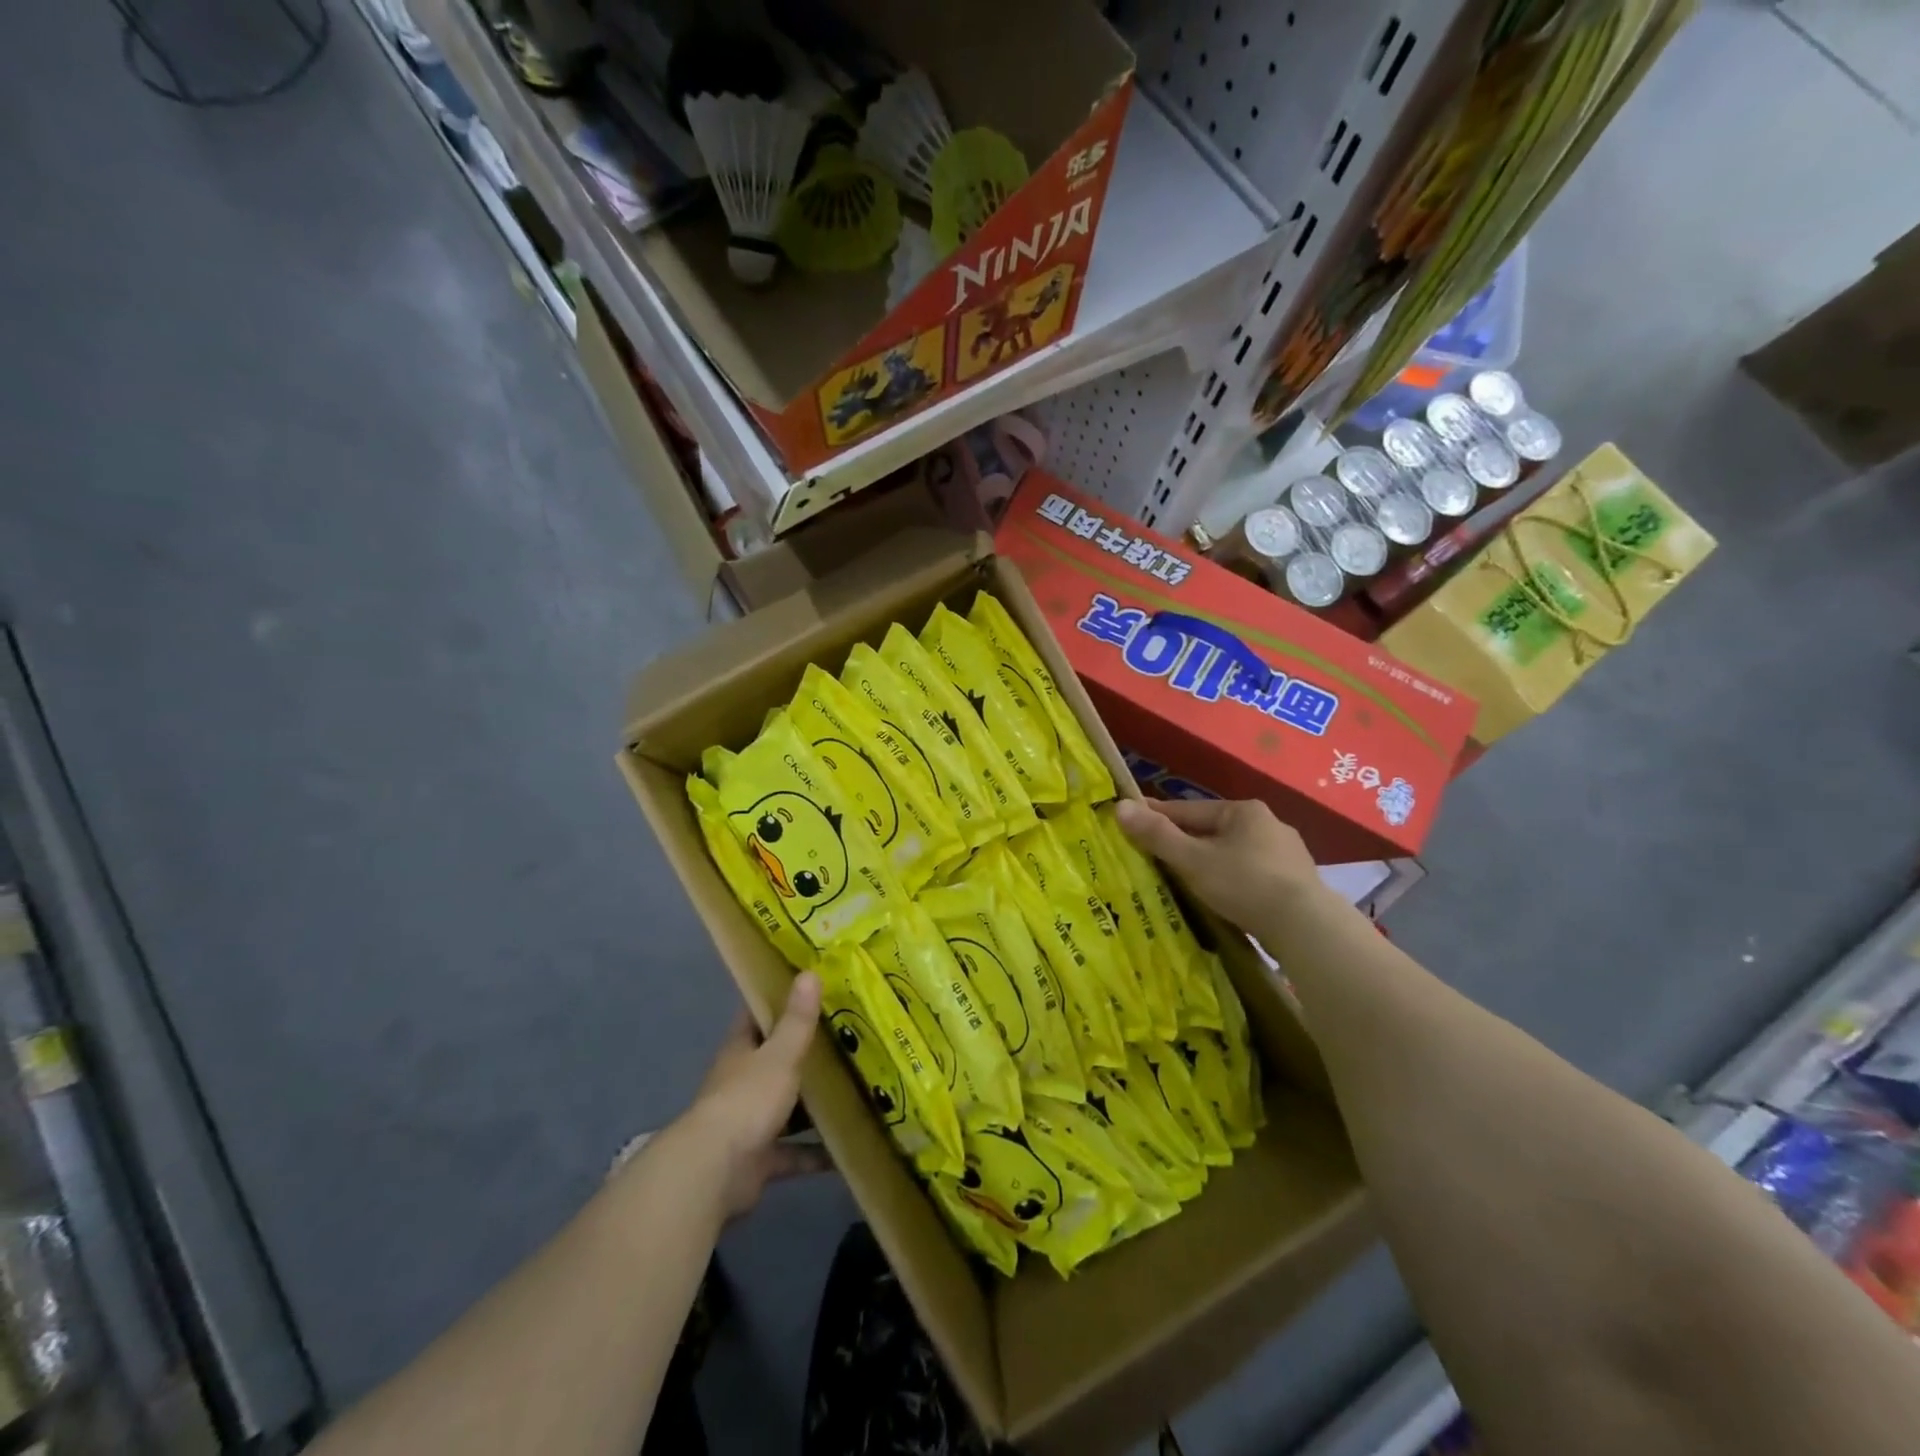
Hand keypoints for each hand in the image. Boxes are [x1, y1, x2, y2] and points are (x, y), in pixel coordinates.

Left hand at [672, 973, 829, 1218]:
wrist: (715, 1171)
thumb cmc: (747, 1099)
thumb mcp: (779, 1054)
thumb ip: (797, 1020)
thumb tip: (809, 973)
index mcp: (742, 1050)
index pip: (758, 1016)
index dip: (780, 1000)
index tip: (812, 989)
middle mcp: (743, 1082)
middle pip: (775, 1061)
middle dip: (805, 1053)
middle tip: (848, 1039)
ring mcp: (749, 1121)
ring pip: (786, 1107)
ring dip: (812, 1104)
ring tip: (854, 1091)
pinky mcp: (759, 1159)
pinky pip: (793, 1152)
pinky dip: (815, 1154)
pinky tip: (845, 1151)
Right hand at [1115, 798, 1319, 933]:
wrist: (1306, 927)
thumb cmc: (1244, 884)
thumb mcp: (1192, 859)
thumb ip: (1157, 835)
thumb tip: (1120, 806)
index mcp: (1242, 810)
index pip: (1187, 810)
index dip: (1156, 816)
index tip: (1131, 821)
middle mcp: (1268, 824)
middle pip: (1212, 830)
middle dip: (1184, 841)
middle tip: (1155, 855)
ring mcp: (1286, 853)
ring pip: (1233, 852)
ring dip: (1210, 861)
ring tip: (1187, 878)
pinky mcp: (1296, 882)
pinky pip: (1251, 873)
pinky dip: (1232, 879)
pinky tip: (1224, 895)